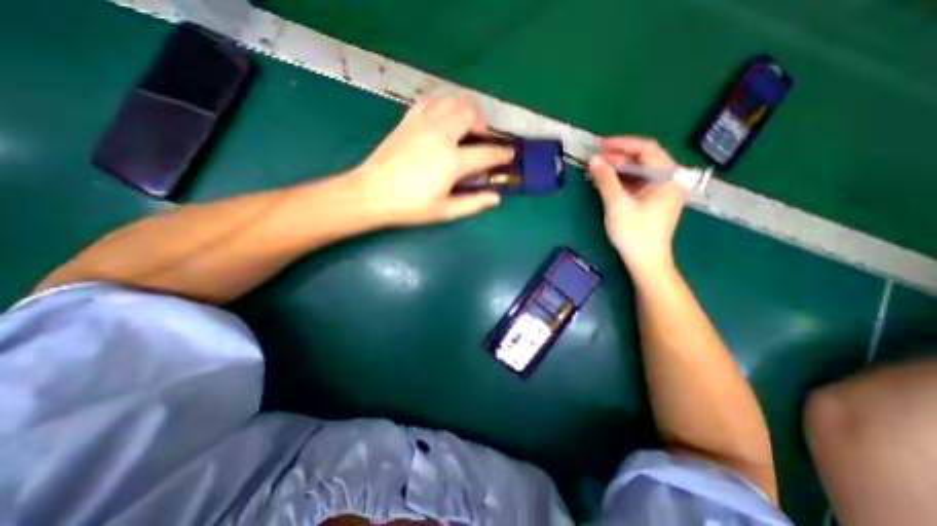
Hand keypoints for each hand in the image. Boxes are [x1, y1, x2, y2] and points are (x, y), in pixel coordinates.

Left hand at [350, 96, 510, 225]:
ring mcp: (422, 124)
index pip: (486, 152)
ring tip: (463, 128)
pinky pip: (429, 102)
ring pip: (451, 101)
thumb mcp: (444, 211)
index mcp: (452, 161)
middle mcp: (440, 135)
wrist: (371, 193)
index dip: (502, 153)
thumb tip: (496, 198)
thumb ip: (473, 204)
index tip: (509, 154)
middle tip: (481, 139)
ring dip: (464, 111)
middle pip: (470, 113)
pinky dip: (441, 107)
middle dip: (482, 123)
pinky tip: (440, 120)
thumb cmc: (410, 206)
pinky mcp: (407, 121)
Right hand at [592, 137, 686, 273]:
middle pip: (642, 159)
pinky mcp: (653, 200)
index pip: (646, 148)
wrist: (645, 261)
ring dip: (616, 170)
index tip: (600, 145)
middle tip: (593, 161)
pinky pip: (636, 183)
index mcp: (669, 176)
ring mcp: (661, 190)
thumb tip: (593, 160)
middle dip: (616, 158)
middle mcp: (669, 179)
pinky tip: (605, 183)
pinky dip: (620, 181)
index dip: (621, 144)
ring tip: (595, 171)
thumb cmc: (635, 233)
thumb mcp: (617, 204)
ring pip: (638, 171)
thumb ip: (605, 179)